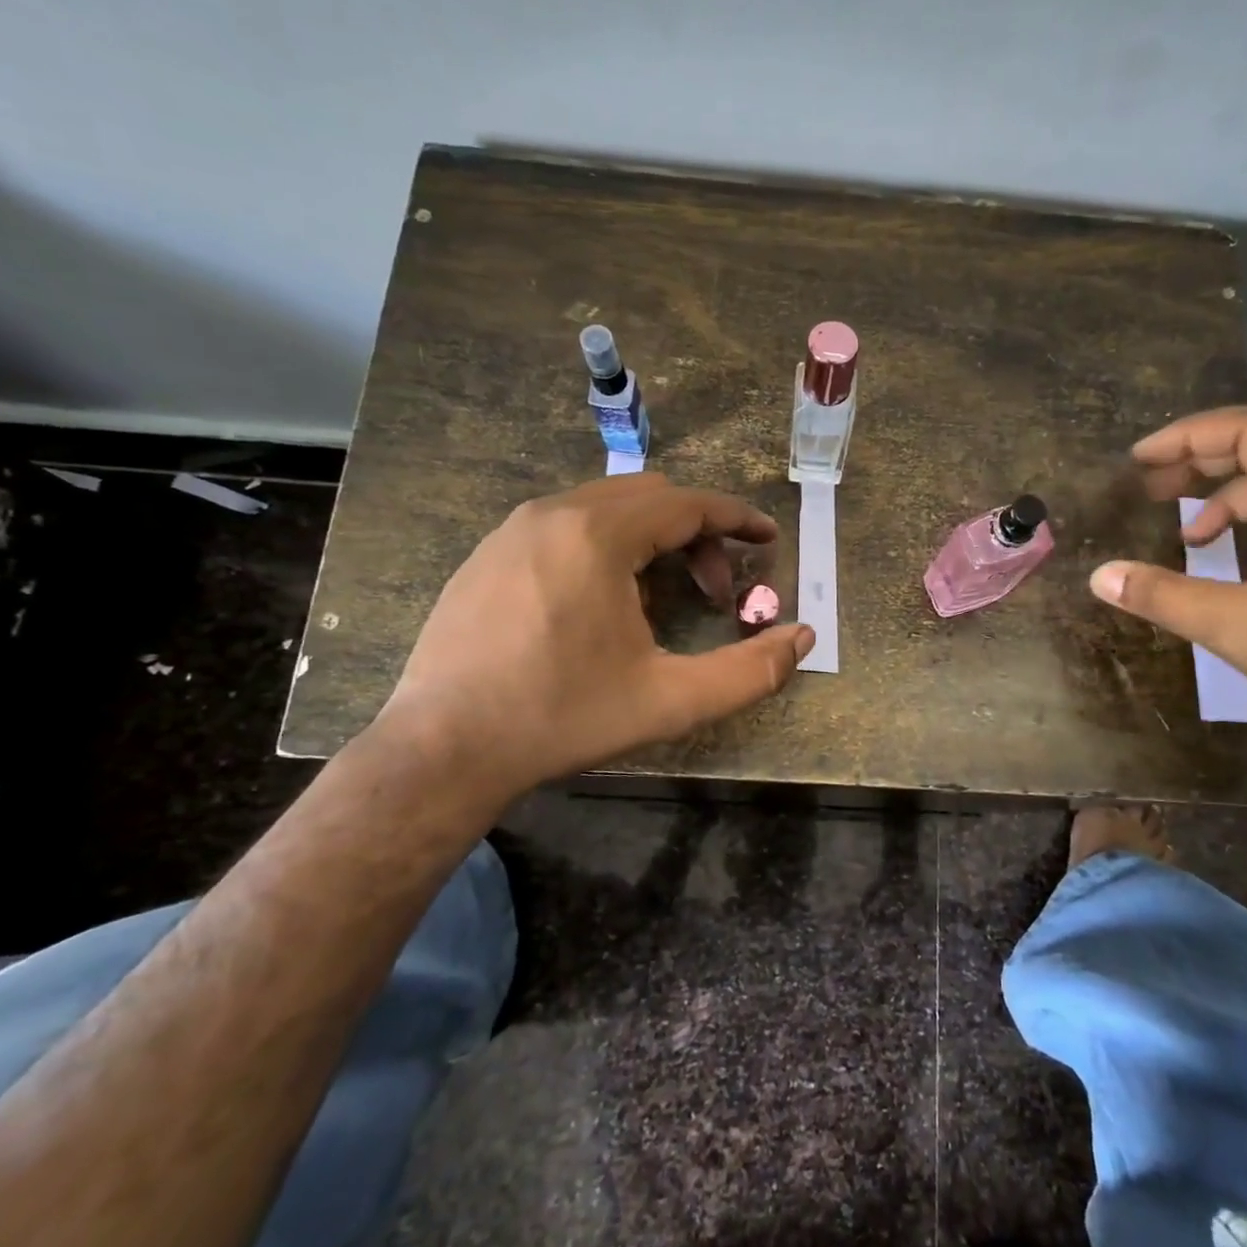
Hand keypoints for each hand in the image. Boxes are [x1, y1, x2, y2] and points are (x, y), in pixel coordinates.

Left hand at [379, 472, 812, 809]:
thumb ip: (749, 671)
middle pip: (650, 497)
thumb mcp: (670, 701)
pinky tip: (603, 604)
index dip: (737, 519)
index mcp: (598, 535)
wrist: (443, 749)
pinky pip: (565, 526)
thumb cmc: (563, 717)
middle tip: (718, 591)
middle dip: (698, 534)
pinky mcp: (487, 554)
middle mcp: (553, 513)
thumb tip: (802, 638)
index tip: (768, 539)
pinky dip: (607, 546)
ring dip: (652, 539)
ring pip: (606, 508)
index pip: (687, 504)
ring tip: (663, 599)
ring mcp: (512, 530)